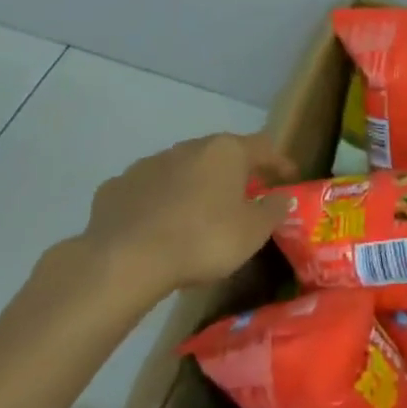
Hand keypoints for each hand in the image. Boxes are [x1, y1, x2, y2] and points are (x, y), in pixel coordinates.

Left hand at [72, 133, 295, 307]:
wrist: (124, 260)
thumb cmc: (202, 240)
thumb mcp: (253, 232)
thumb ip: (273, 210)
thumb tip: (282, 197)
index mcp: (226, 152)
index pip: (263, 147)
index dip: (279, 162)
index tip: (289, 179)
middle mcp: (188, 148)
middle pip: (220, 154)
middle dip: (234, 173)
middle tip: (243, 197)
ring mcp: (149, 164)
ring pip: (181, 169)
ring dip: (194, 186)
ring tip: (198, 215)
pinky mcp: (117, 187)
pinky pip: (147, 191)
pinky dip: (158, 202)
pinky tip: (156, 226)